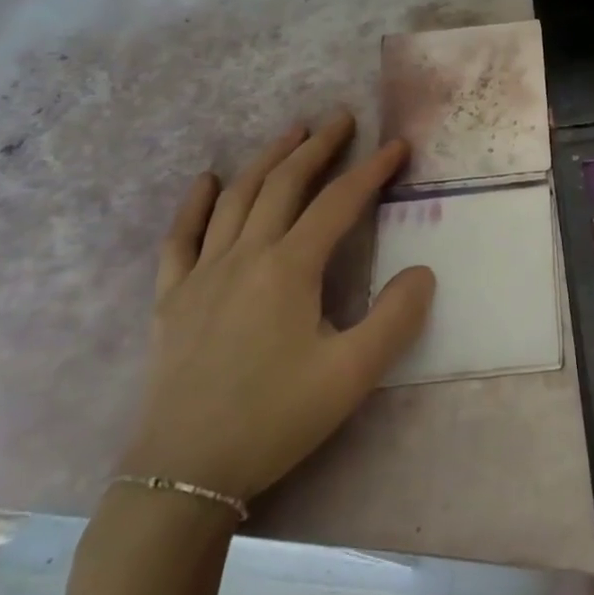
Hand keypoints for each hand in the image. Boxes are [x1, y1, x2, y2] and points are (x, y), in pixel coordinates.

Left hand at [116, 112, 434, 505]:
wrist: (184, 475)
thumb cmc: (275, 419)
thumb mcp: (352, 374)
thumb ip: (395, 318)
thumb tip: (422, 271)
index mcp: (289, 269)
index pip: (339, 202)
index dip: (372, 170)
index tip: (398, 145)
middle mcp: (245, 256)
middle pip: (285, 184)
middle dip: (318, 148)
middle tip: (341, 119)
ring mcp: (202, 274)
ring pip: (237, 198)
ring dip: (267, 160)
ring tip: (291, 134)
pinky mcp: (171, 298)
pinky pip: (180, 237)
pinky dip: (195, 203)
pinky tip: (206, 181)